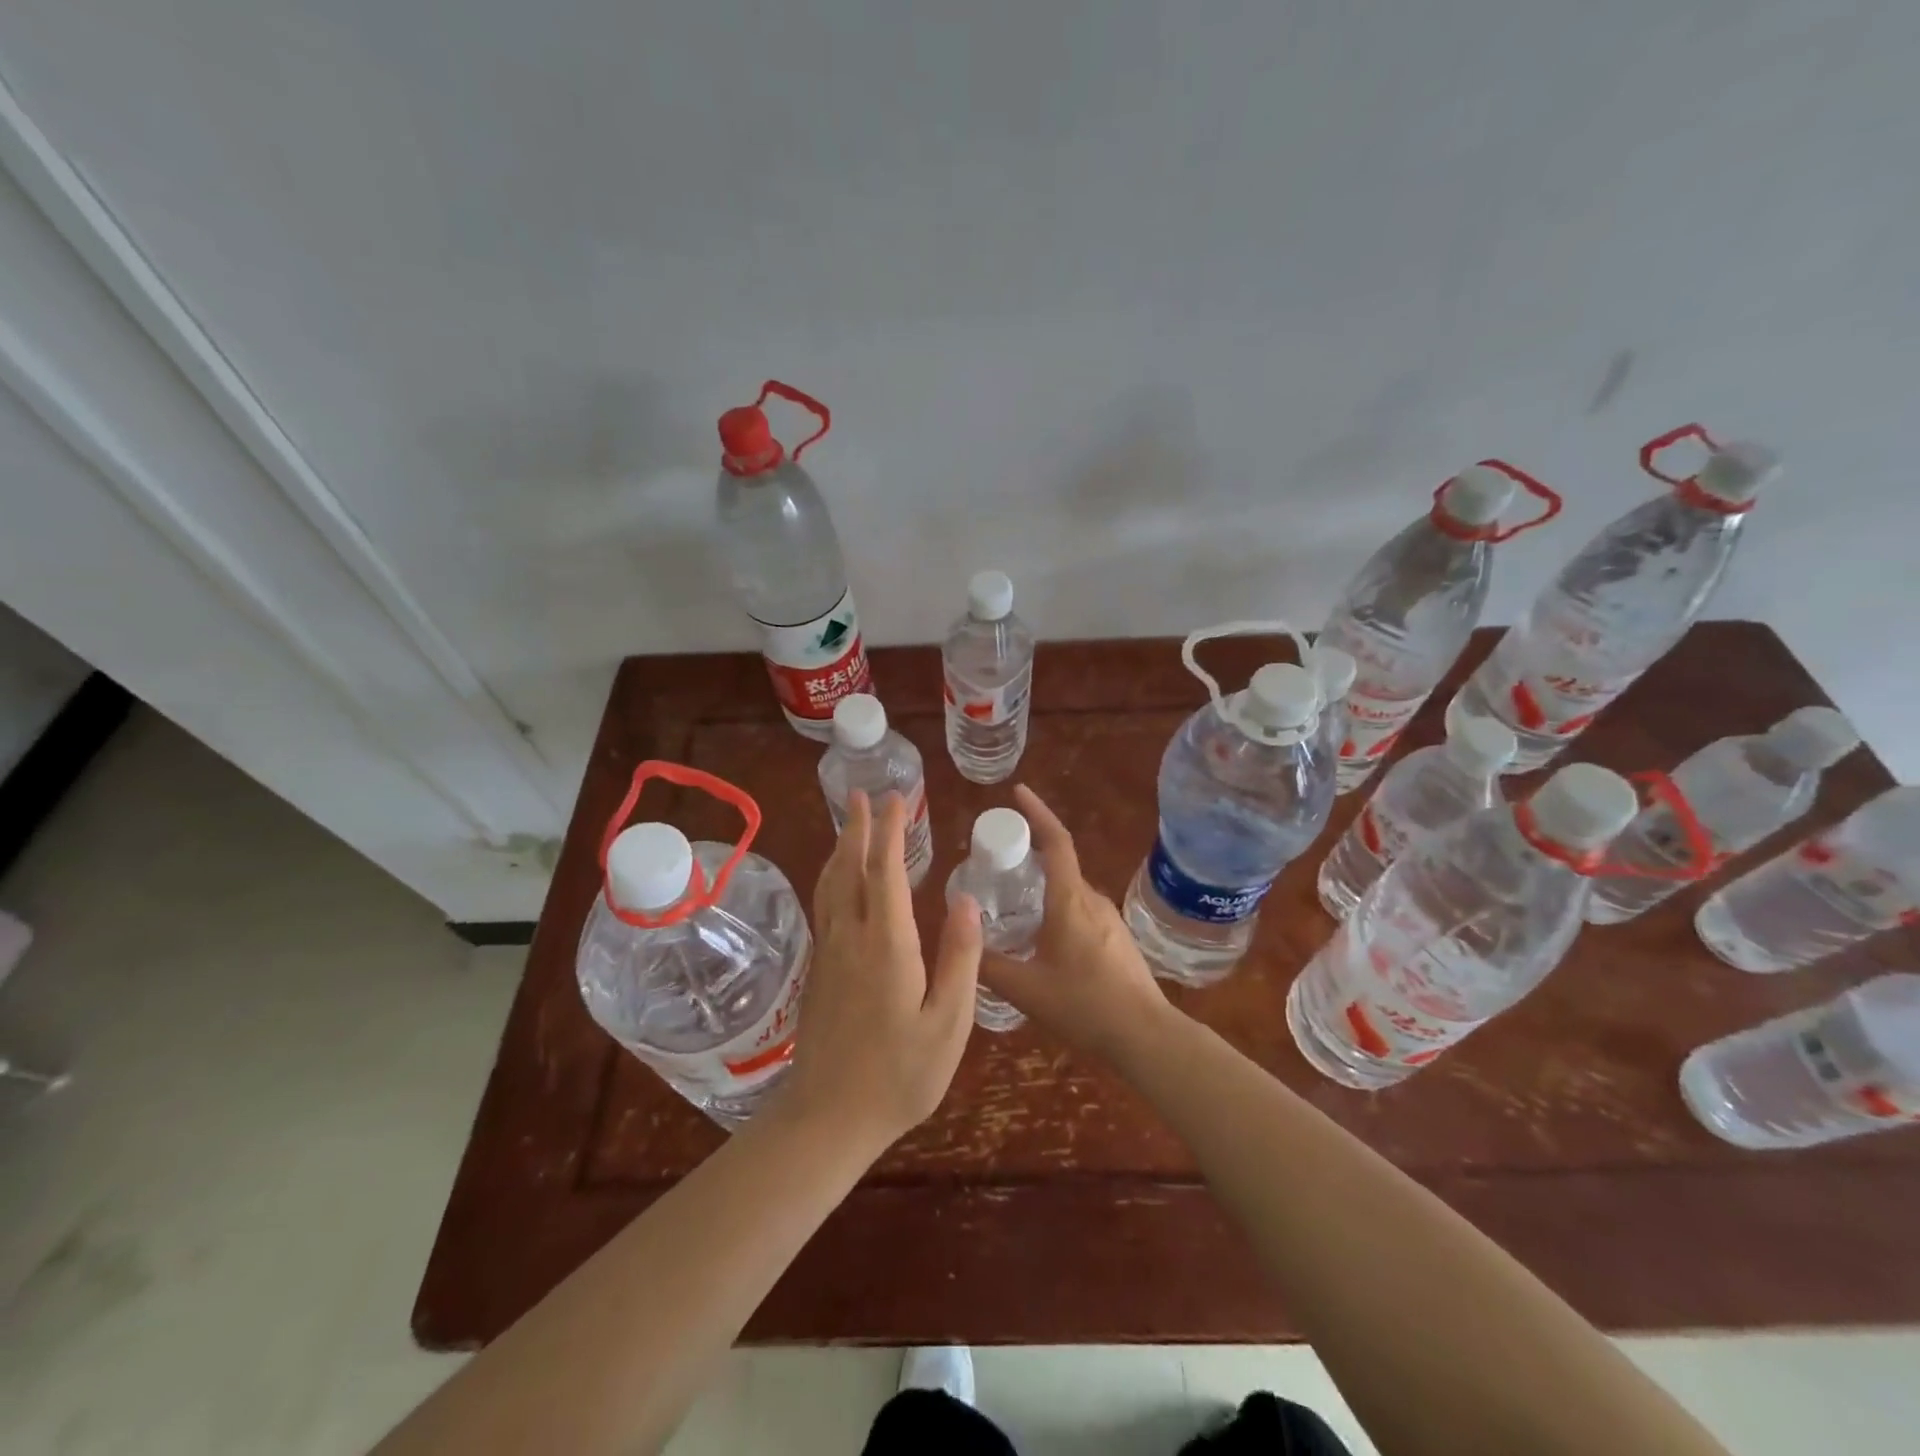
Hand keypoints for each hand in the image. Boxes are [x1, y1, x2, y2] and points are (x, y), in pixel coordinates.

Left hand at [775, 790, 982, 1151]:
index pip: (885, 872)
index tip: (896, 800)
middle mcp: (851, 938)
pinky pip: (825, 907)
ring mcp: (829, 954)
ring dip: (840, 849)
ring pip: (830, 886)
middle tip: (863, 795)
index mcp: (886, 945)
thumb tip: (966, 899)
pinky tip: (839, 882)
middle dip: (857, 828)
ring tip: (848, 825)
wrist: (827, 1118)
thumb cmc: (899, 1075)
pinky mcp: (819, 971)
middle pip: (849, 869)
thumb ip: (960, 958)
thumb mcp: (948, 1023)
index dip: (890, 832)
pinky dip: (833, 879)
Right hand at [980, 785, 1170, 1060]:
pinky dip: (1057, 911)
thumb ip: (989, 965)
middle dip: (1030, 857)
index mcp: (1070, 900)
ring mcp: (1109, 920)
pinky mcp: (1117, 940)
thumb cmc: (1084, 1005)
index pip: (1056, 841)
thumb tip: (962, 942)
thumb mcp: (1025, 988)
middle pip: (1060, 865)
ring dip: (1043, 889)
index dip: (1037, 812)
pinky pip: (1081, 912)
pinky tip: (1041, 941)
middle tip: (997, 864)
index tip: (1018, 793)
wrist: (1145, 1036)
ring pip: (1070, 892)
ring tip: (1013, 906)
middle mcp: (1092, 900)